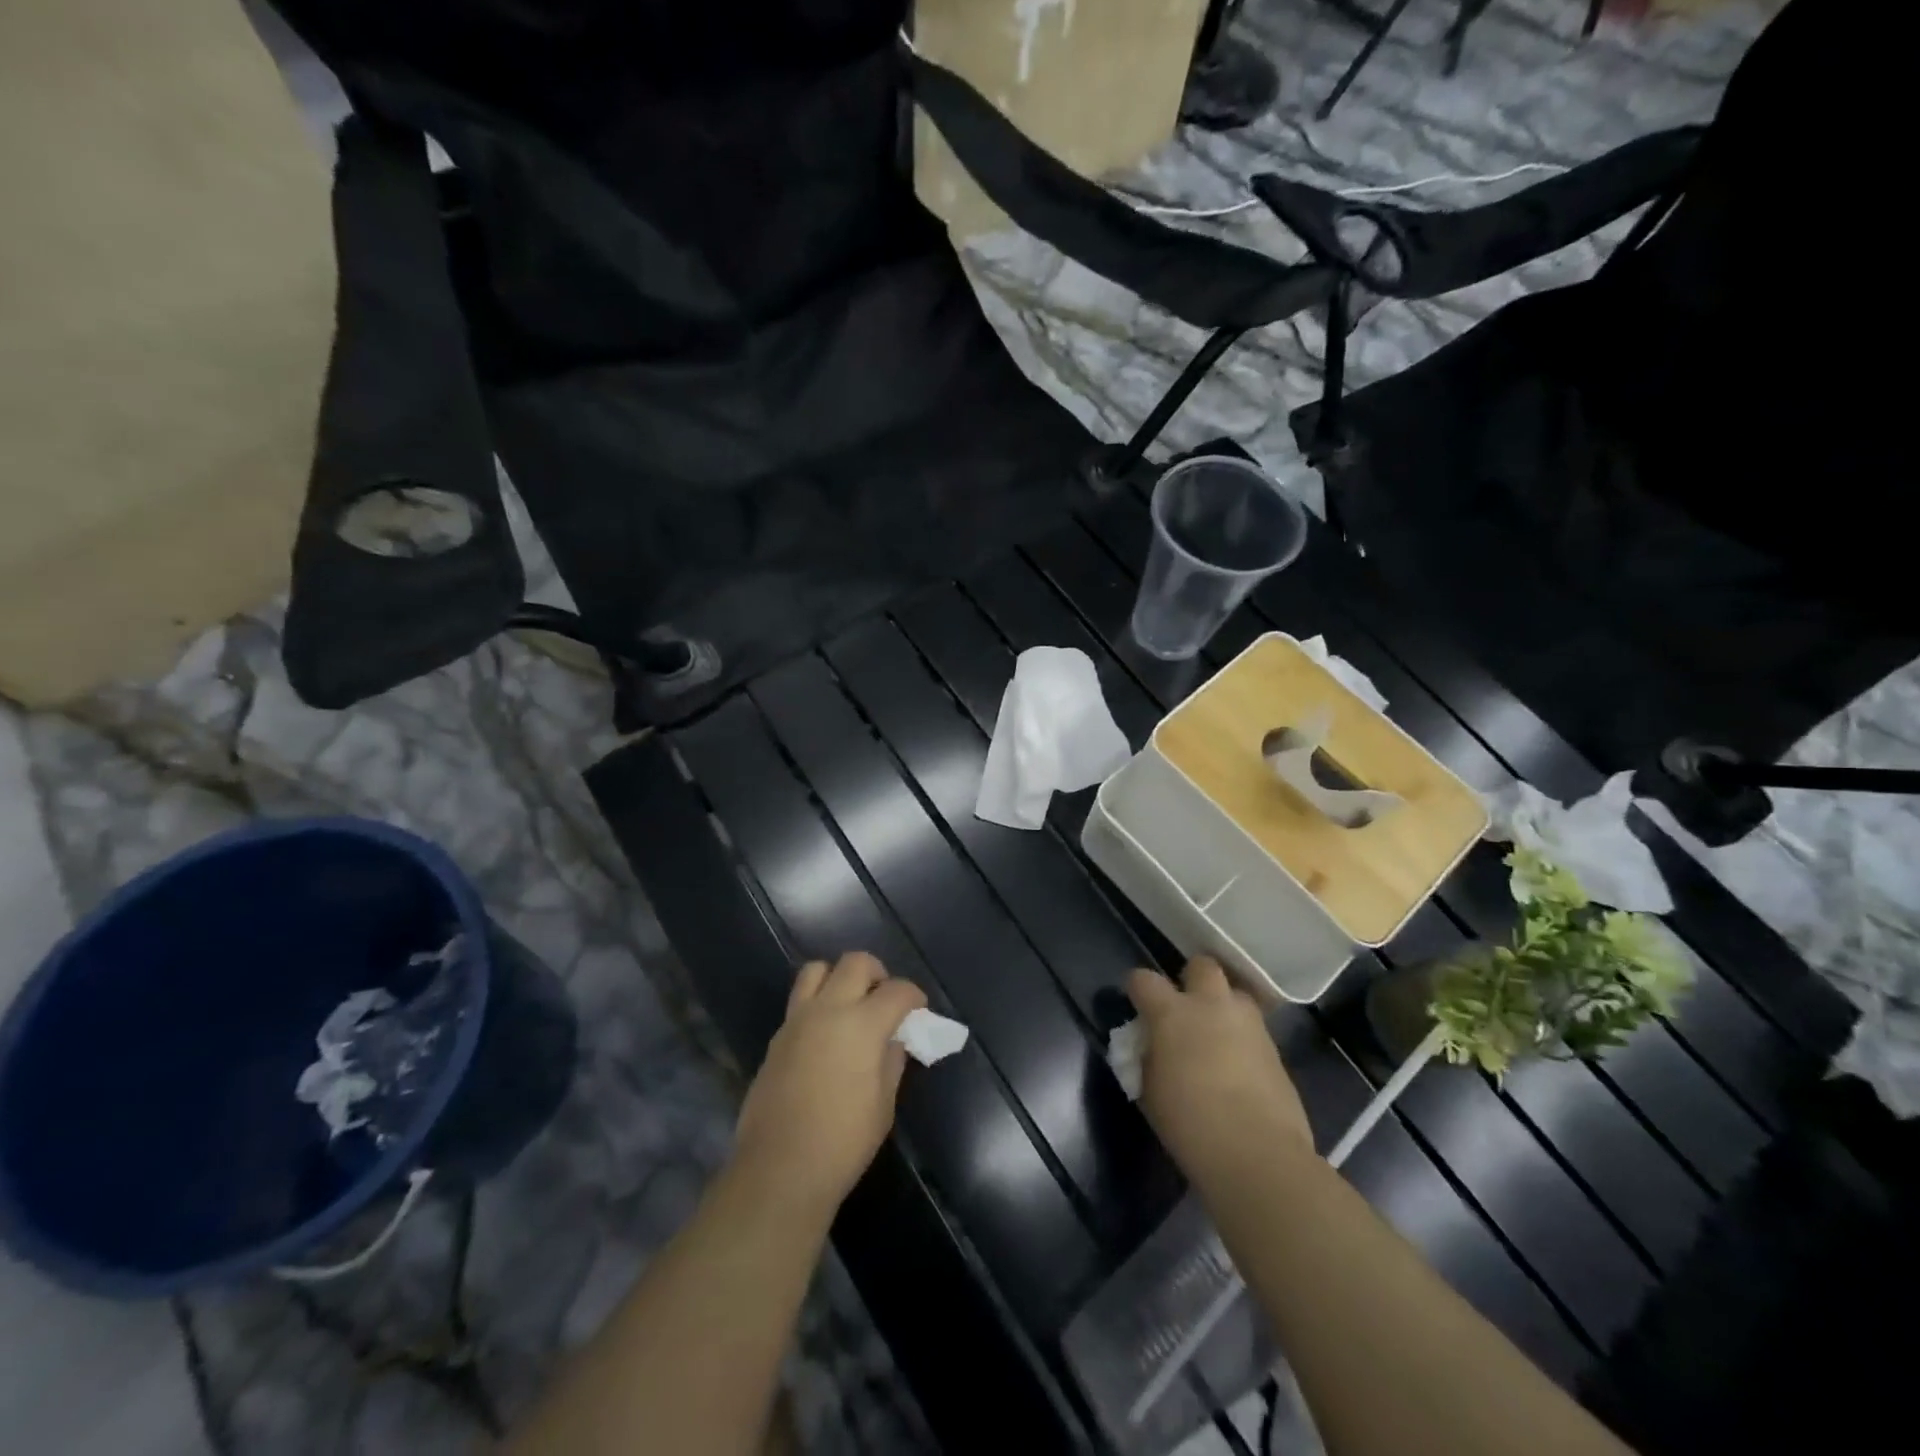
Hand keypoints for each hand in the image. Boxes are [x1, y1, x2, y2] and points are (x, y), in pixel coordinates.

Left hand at [733, 952, 926, 1214]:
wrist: (780, 1169)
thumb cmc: (843, 1142)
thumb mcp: (883, 1104)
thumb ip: (891, 1060)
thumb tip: (893, 1039)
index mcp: (862, 1024)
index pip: (897, 990)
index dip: (913, 996)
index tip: (918, 1010)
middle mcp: (828, 1009)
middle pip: (855, 963)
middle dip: (877, 974)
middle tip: (884, 1000)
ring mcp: (797, 1020)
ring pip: (817, 969)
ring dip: (839, 978)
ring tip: (850, 1006)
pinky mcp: (777, 1037)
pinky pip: (799, 1001)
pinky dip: (817, 1004)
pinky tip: (826, 1036)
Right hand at [1126, 957, 1311, 1179]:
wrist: (1258, 1155)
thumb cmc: (1190, 1125)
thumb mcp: (1150, 1091)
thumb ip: (1148, 1058)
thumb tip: (1152, 1047)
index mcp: (1172, 1013)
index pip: (1143, 979)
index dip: (1138, 989)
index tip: (1138, 1006)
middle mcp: (1211, 1005)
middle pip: (1202, 966)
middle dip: (1192, 979)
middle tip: (1186, 1009)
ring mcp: (1248, 1024)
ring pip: (1235, 993)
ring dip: (1223, 1006)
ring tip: (1217, 1036)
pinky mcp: (1275, 1048)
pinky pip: (1254, 1028)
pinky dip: (1243, 1038)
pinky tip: (1239, 1067)